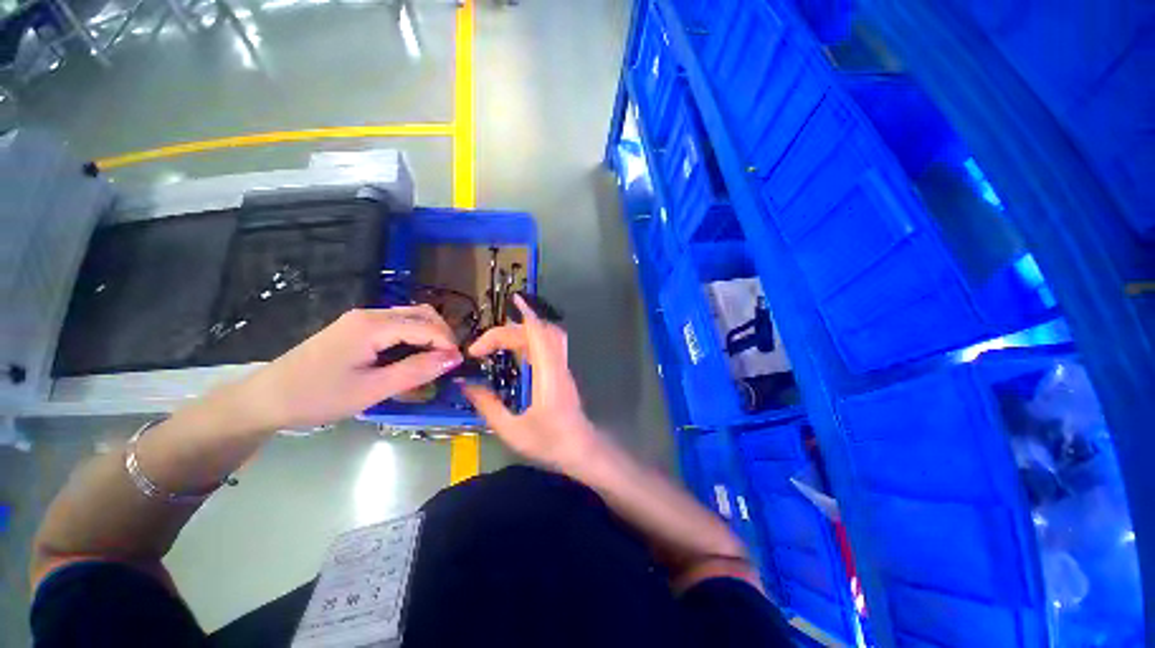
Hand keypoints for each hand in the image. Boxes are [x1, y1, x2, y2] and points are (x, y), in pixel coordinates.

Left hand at [232, 306, 462, 430]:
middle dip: (442, 334)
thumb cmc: (317, 397)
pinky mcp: (356, 328)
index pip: (426, 325)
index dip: (447, 343)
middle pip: (421, 313)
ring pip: (410, 317)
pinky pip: (397, 325)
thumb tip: (454, 358)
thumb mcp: (372, 390)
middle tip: (448, 362)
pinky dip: (414, 337)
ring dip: (429, 335)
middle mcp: (369, 314)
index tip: (457, 365)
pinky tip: (412, 356)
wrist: (265, 400)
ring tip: (434, 361)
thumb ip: (416, 371)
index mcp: (372, 326)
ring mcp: (361, 319)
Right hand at [461, 294, 603, 473]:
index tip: (510, 303)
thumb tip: (465, 384)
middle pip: (539, 332)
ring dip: (520, 332)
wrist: (582, 450)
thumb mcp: (512, 430)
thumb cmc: (550, 443)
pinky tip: (513, 351)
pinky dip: (529, 340)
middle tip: (481, 348)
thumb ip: (488, 405)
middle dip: (508, 331)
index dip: (526, 315)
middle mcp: (557, 365)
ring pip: (546, 336)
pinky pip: (547, 346)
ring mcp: (562, 367)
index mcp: (548, 376)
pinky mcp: (561, 372)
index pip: (539, 334)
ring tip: (494, 344)